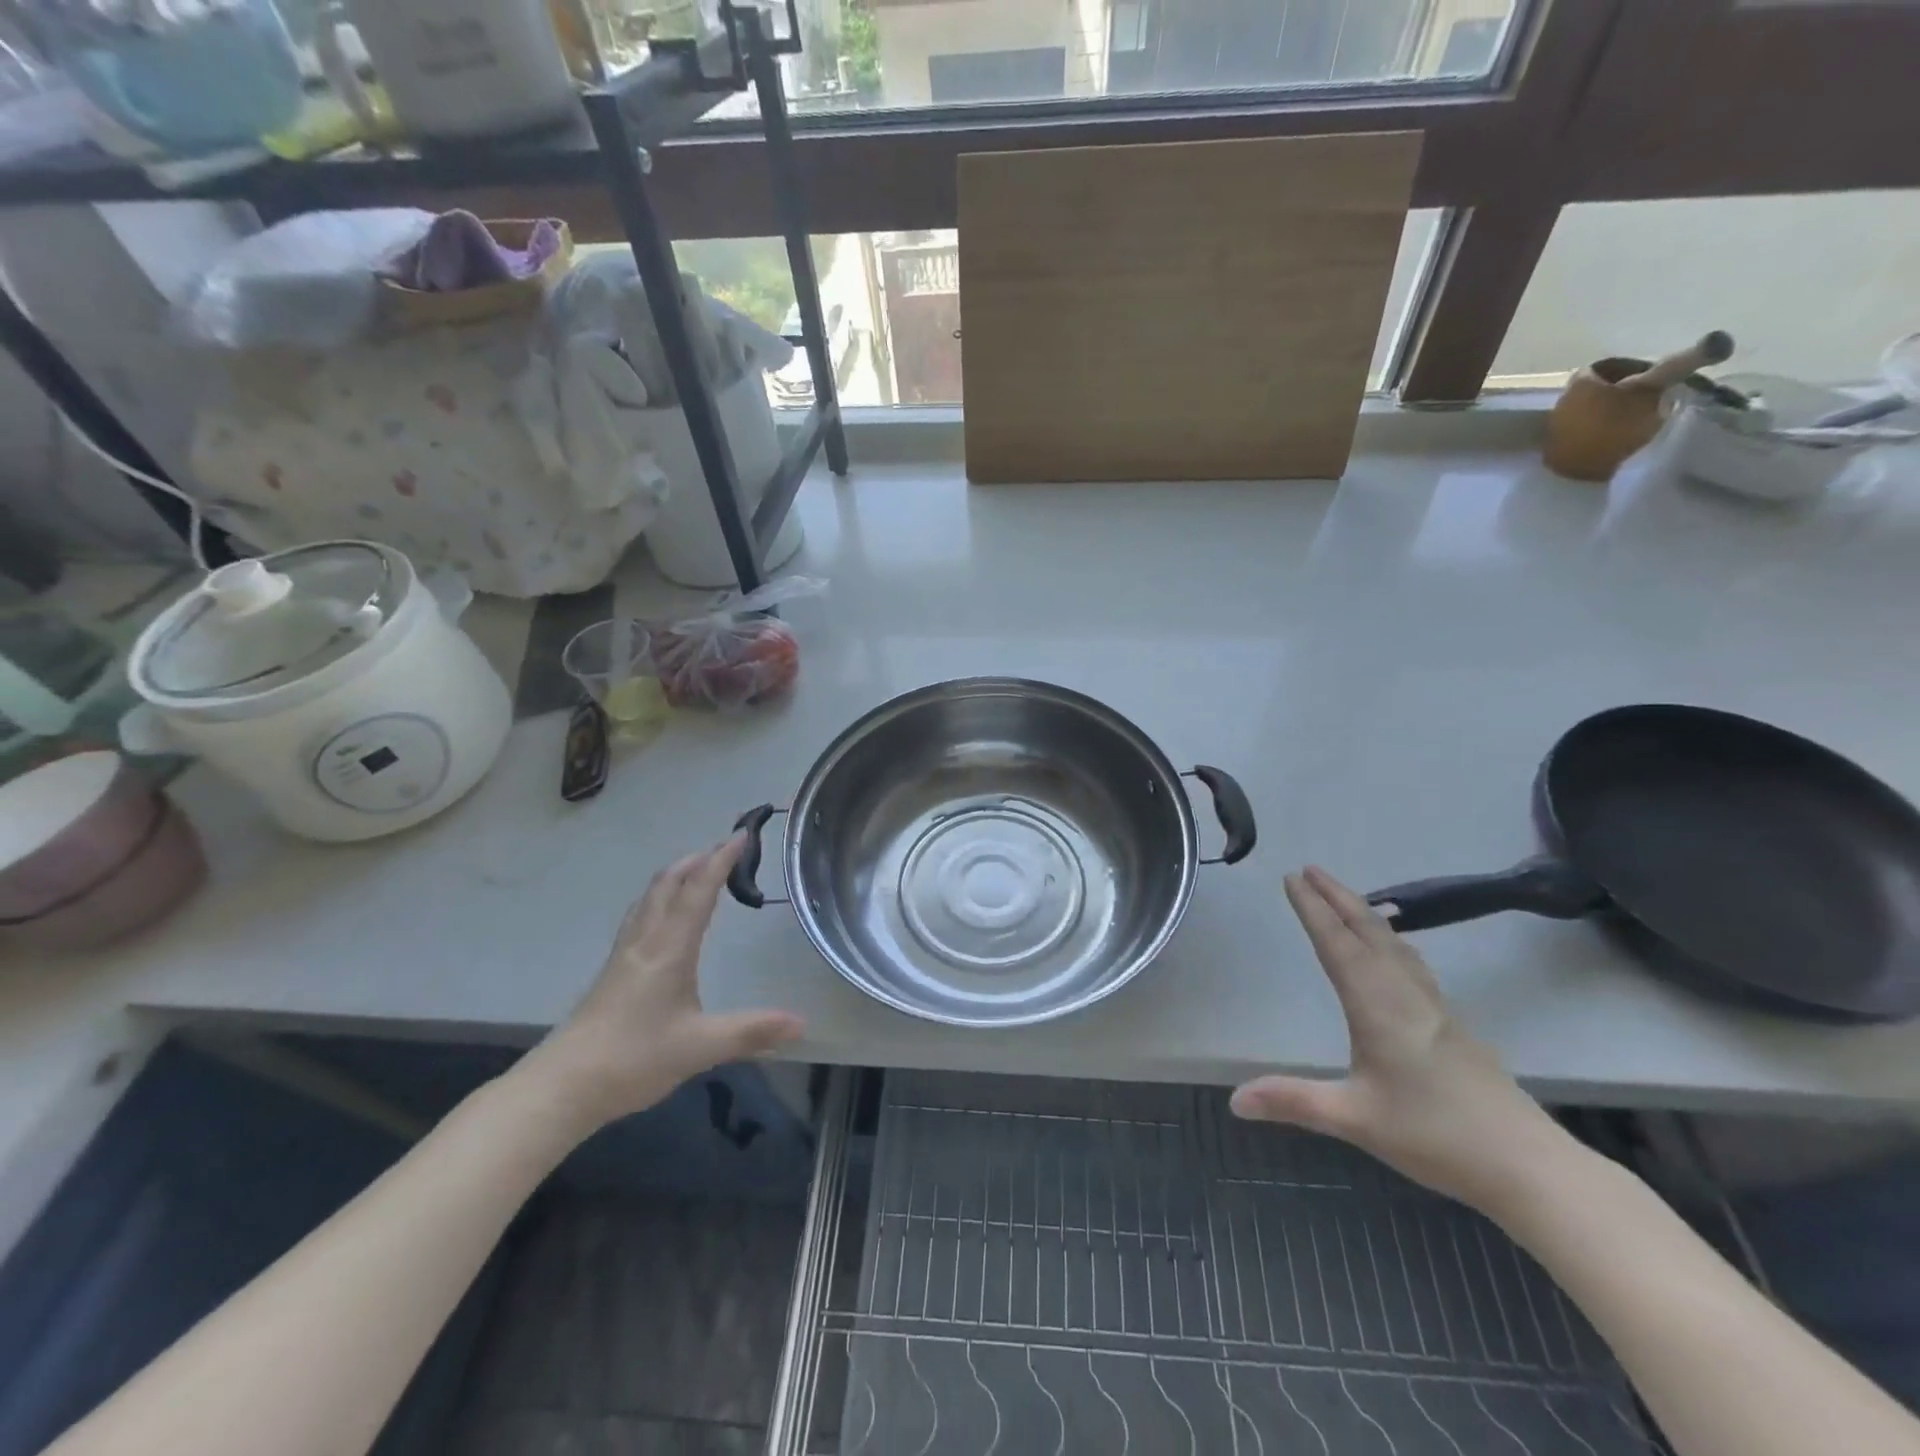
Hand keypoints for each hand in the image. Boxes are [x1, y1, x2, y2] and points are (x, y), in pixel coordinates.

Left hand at [523, 835, 803, 1129]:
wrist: (563, 1085)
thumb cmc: (633, 1059)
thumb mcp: (700, 1047)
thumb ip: (751, 1032)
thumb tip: (801, 1023)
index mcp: (669, 949)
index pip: (698, 892)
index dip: (721, 861)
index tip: (741, 835)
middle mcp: (645, 941)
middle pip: (668, 883)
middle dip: (697, 859)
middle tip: (724, 847)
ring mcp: (624, 954)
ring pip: (650, 897)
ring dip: (676, 875)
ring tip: (697, 868)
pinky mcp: (613, 970)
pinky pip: (640, 915)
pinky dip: (660, 897)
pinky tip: (662, 915)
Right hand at [1231, 866, 1569, 1213]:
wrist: (1529, 1165)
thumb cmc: (1436, 1136)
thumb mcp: (1355, 1119)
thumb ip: (1293, 1101)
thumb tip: (1234, 1099)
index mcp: (1378, 1007)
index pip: (1338, 946)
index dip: (1313, 910)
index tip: (1292, 878)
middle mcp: (1406, 995)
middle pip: (1369, 932)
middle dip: (1337, 897)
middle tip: (1310, 869)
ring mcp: (1435, 1007)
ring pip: (1395, 944)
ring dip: (1364, 914)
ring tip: (1344, 896)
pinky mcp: (1452, 1023)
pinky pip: (1412, 962)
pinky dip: (1391, 939)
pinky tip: (1396, 948)